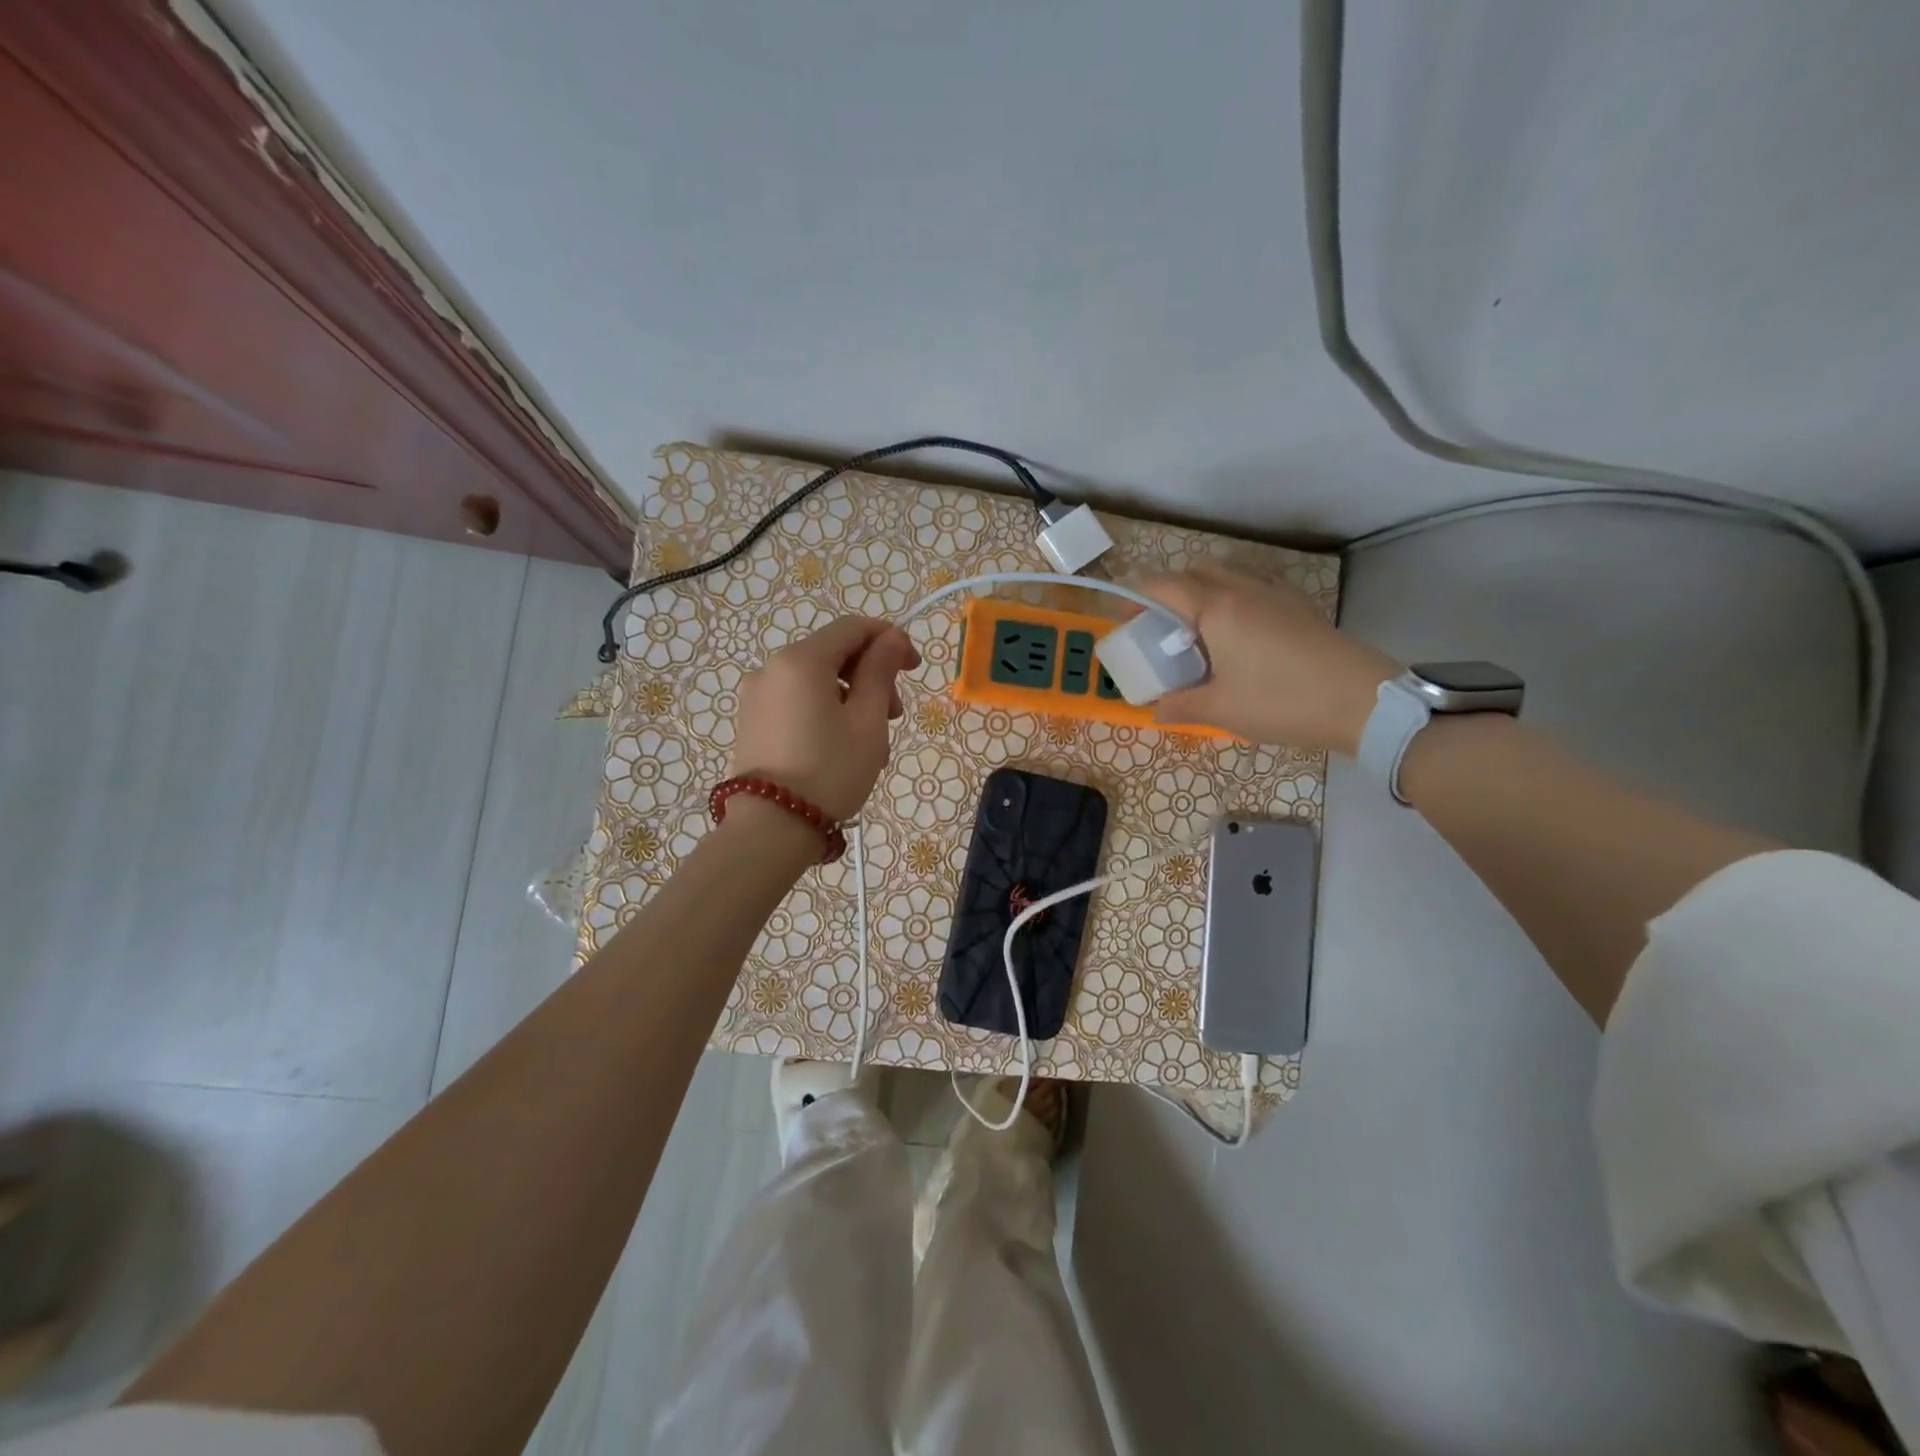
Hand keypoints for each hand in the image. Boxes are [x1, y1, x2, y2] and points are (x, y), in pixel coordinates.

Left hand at [729, 617, 921, 820]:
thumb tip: (893, 638)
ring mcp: (756, 696)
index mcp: (800, 660)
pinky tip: (842, 748)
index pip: (852, 628)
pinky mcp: (752, 721)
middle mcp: (771, 668)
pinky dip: (825, 712)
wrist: (771, 829)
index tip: (914, 667)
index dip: (889, 639)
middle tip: (894, 717)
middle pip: (833, 654)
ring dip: (851, 699)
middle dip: (871, 676)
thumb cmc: (830, 771)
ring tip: (872, 743)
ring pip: (817, 682)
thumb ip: (881, 671)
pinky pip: (798, 702)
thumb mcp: (868, 721)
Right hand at [1133, 565, 1399, 753]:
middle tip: (1155, 625)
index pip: (1163, 587)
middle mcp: (1243, 590)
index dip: (1135, 595)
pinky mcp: (1297, 607)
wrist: (1364, 702)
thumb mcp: (1222, 710)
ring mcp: (1274, 594)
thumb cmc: (1282, 701)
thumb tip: (1156, 711)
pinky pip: (1250, 589)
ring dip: (1199, 593)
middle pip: (1193, 573)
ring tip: (1192, 631)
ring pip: (1225, 577)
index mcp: (1216, 609)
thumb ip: (1181, 706)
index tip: (1119, 614)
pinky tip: (1234, 637)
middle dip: (1166, 591)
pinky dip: (1229, 600)